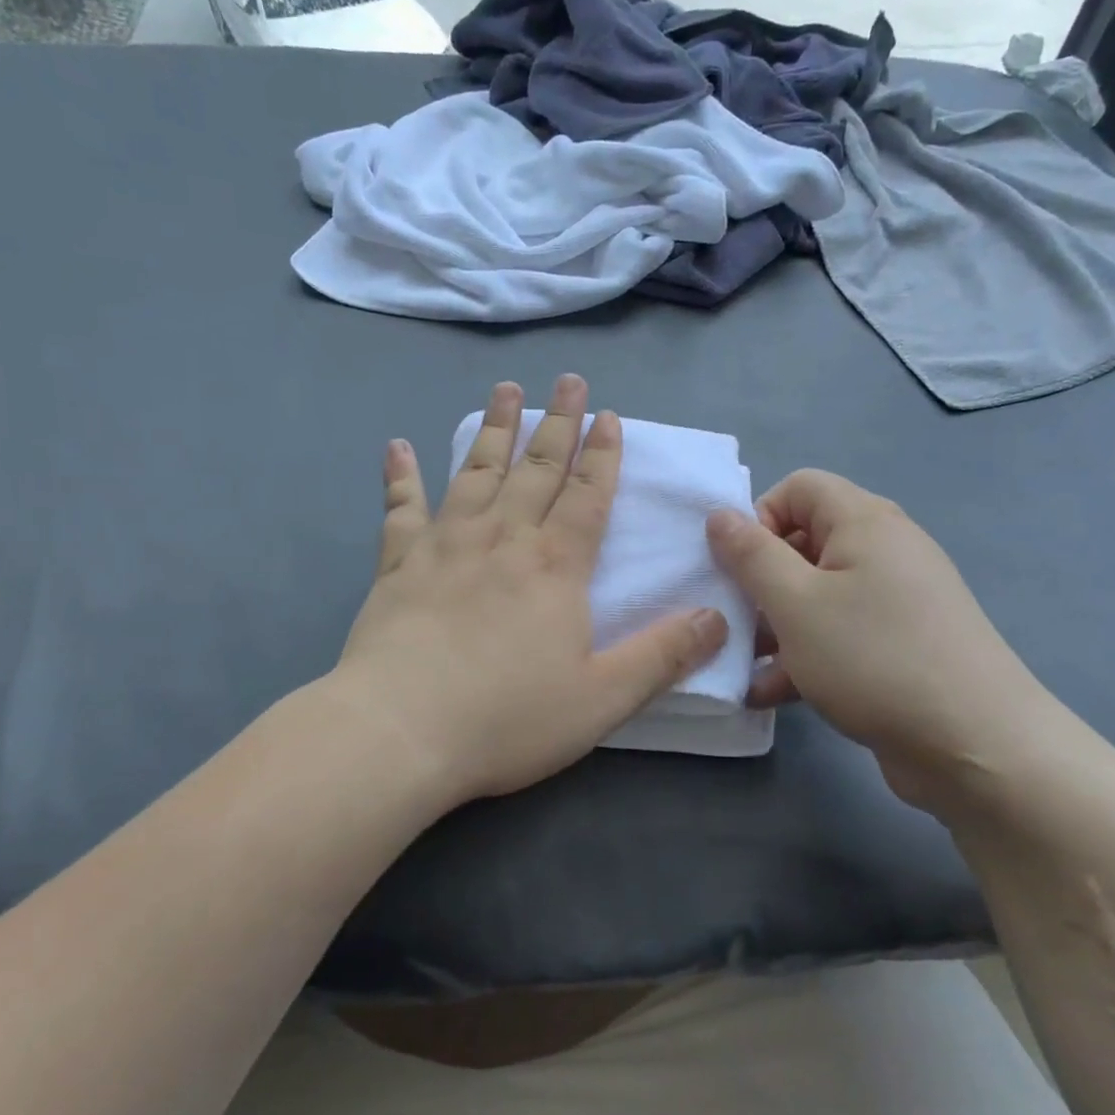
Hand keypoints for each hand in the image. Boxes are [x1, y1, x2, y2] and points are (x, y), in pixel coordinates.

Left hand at [332, 375, 729, 806]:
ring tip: (506, 390)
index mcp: (555, 567)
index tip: (609, 416)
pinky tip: (398, 447)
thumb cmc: (506, 718)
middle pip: (536, 470)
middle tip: (568, 381)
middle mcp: (502, 539)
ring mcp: (445, 545)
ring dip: (495, 430)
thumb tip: (717, 617)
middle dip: (557, 424)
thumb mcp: (602, 699)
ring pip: (476, 473)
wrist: (400, 733)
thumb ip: (661, 656)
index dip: (602, 456)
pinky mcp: (397, 565)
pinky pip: (401, 509)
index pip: (587, 497)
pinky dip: (400, 477)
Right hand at [706, 470, 1062, 806]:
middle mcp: (885, 551)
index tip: (738, 567)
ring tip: (746, 664)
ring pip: (818, 594)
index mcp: (865, 523)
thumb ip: (751, 555)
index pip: (799, 488)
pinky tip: (772, 693)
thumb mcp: (795, 603)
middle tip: (736, 619)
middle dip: (761, 579)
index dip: (759, 517)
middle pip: (805, 542)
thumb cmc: (874, 659)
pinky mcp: (901, 646)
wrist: (977, 747)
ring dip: (777, 624)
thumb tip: (720, 515)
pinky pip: (841, 633)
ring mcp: (897, 601)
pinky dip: (806, 654)